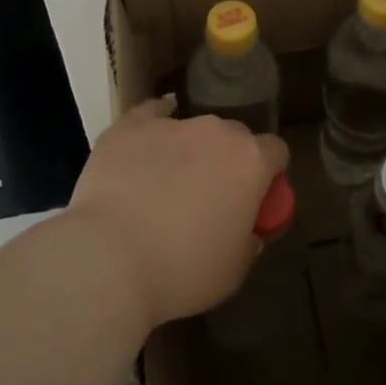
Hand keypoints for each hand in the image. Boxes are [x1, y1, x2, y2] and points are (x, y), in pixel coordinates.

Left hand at [65, 98, 288, 327]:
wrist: (110, 259)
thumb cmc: (182, 270)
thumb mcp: (234, 270)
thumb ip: (249, 238)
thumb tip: (246, 227)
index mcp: (251, 161)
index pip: (276, 152)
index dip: (268, 175)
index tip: (255, 200)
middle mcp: (216, 131)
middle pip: (234, 136)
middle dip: (228, 160)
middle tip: (209, 196)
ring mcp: (172, 124)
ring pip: (192, 127)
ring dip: (189, 149)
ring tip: (165, 183)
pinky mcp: (130, 126)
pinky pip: (150, 114)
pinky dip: (153, 125)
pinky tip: (147, 141)